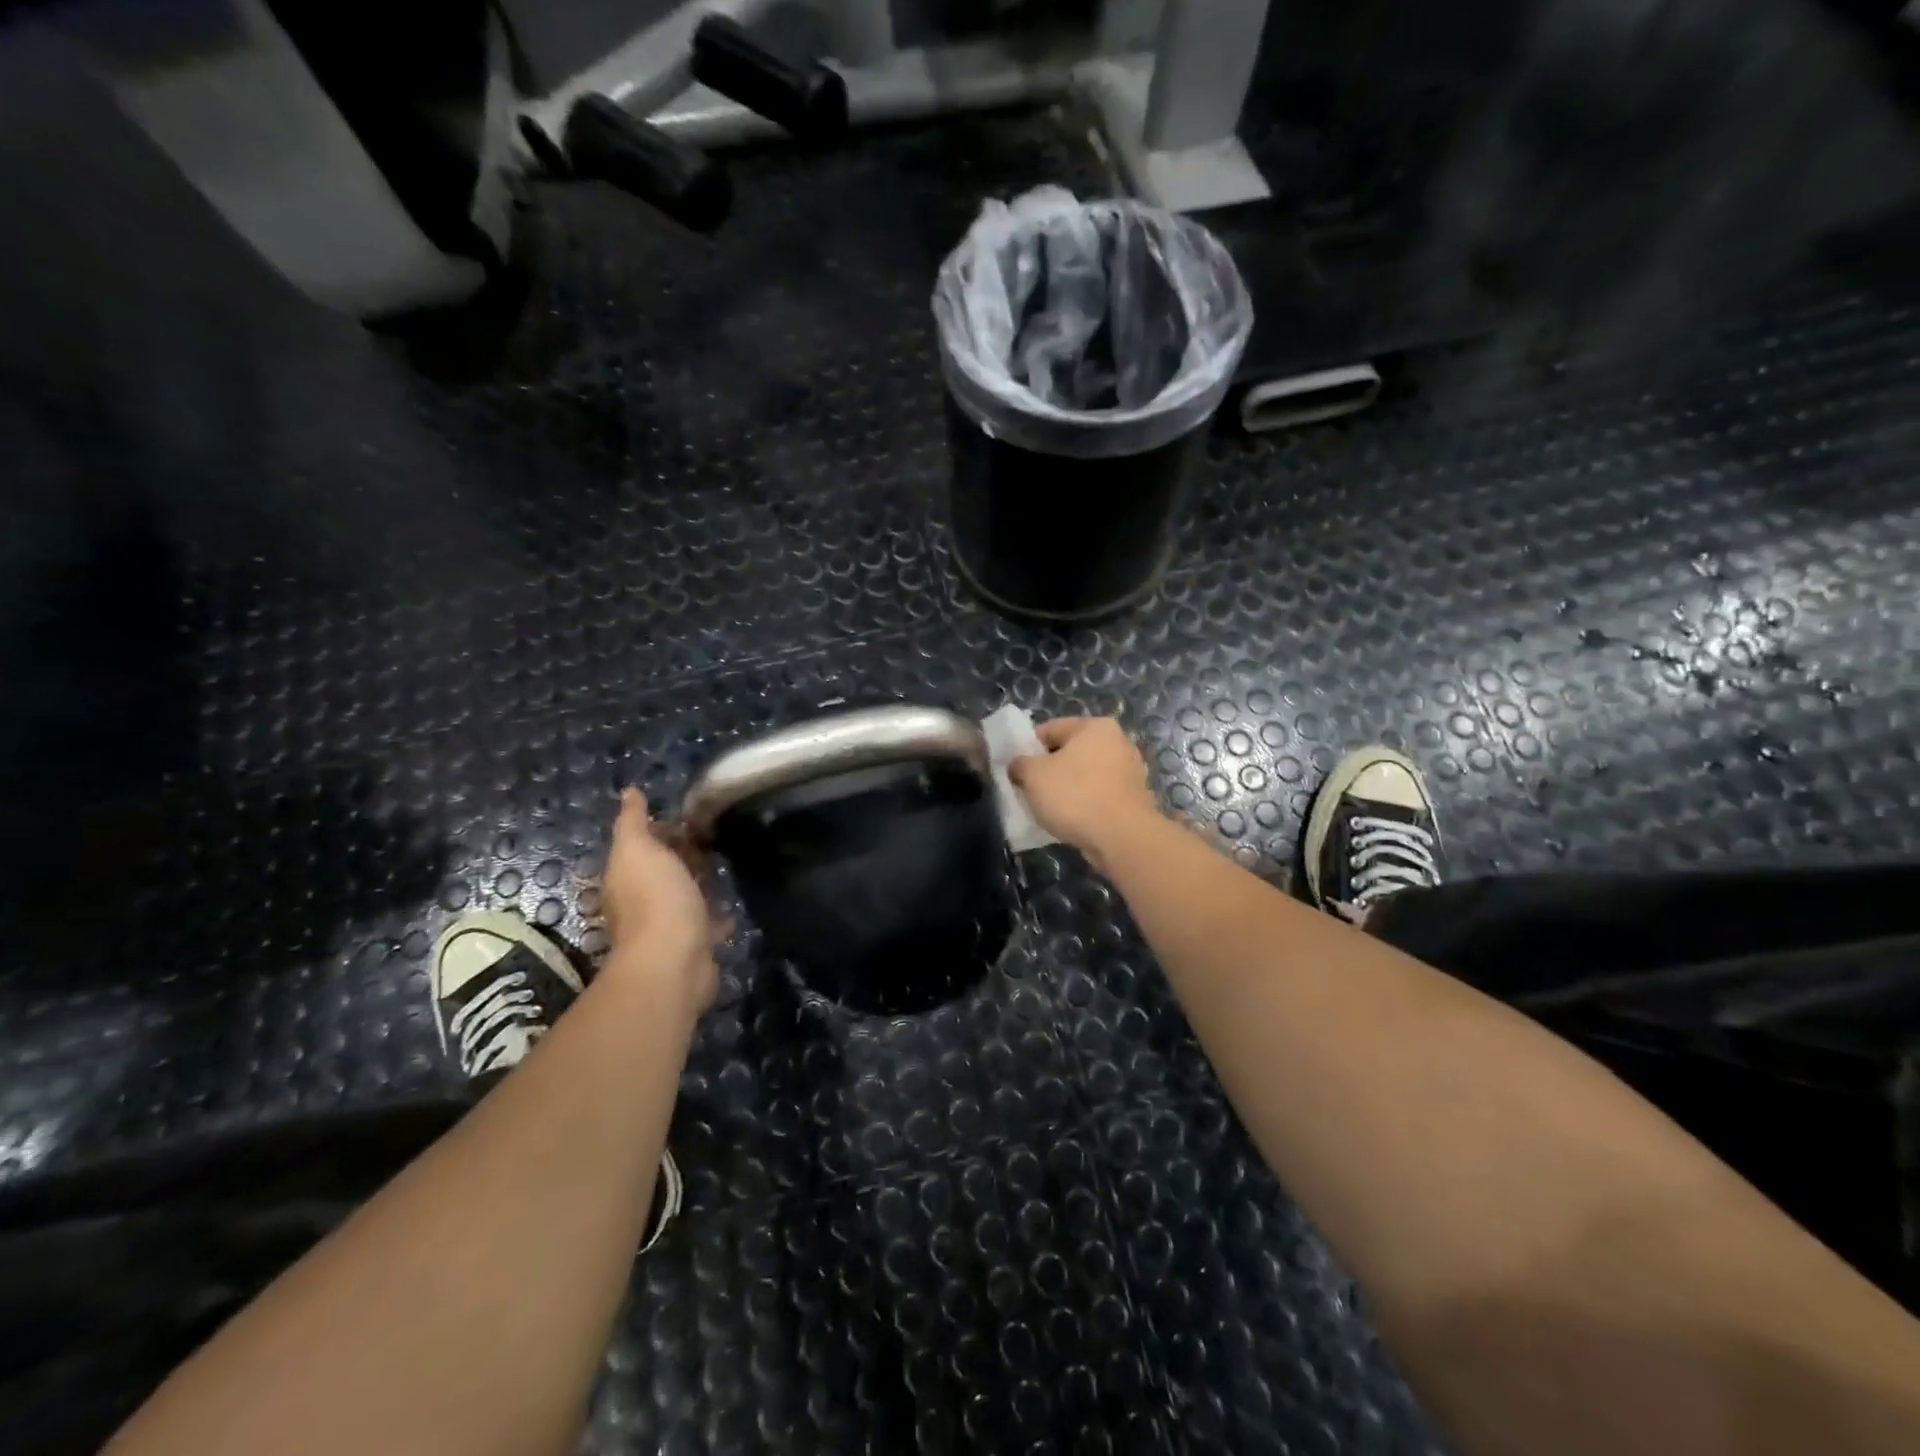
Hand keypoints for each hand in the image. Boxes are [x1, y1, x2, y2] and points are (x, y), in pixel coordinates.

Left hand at [597, 788, 721, 1015]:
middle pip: (663, 870)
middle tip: (716, 836)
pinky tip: (732, 907)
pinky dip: (716, 915)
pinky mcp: (692, 945)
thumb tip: (630, 791)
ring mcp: (667, 926)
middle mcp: (641, 901)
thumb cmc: (655, 898)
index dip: (663, 828)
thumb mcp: (638, 849)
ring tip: (726, 866)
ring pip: (684, 897)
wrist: (674, 960)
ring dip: (699, 884)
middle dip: (684, 854)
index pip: (642, 844)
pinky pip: (705, 924)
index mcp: (626, 876)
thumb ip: (632, 821)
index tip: (693, 816)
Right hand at [1008, 717, 1158, 871]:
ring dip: (1067, 789)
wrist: (1123, 838)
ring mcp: (1130, 770)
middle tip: (1030, 790)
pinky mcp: (1135, 798)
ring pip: (1085, 775)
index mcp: (1094, 726)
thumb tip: (1018, 766)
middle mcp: (1118, 741)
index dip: (1028, 748)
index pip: (1050, 729)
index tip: (1017, 770)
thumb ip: (1020, 764)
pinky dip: (1085, 804)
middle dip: (1049, 770)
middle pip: (1070, 752)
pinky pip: (1099, 795)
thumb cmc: (1075, 796)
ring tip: (1050, 809)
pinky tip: (1072, 820)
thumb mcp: (1033, 776)